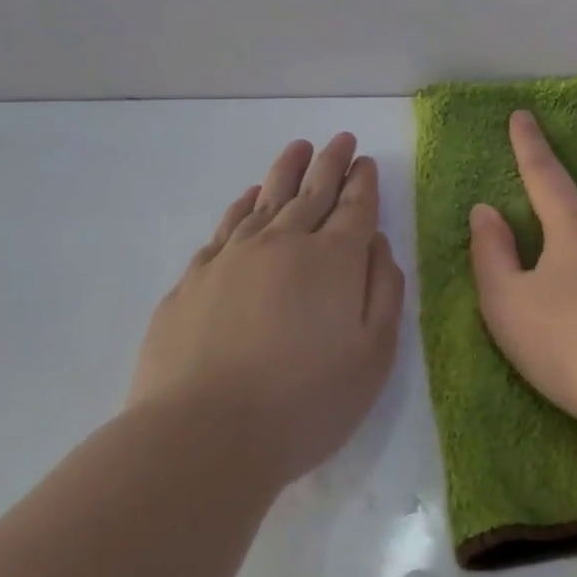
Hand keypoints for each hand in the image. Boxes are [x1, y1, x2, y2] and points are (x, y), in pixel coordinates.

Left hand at [130, 134, 404, 484]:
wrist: (203, 437)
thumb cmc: (306, 401)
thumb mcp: (373, 354)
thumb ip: (383, 290)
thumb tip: (376, 244)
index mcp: (333, 259)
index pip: (354, 206)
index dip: (362, 182)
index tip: (365, 160)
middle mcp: (284, 244)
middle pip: (311, 192)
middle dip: (330, 163)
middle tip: (341, 139)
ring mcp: (233, 258)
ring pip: (266, 200)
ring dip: (286, 172)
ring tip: (298, 148)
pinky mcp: (194, 280)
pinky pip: (226, 227)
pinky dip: (243, 205)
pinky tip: (250, 197)